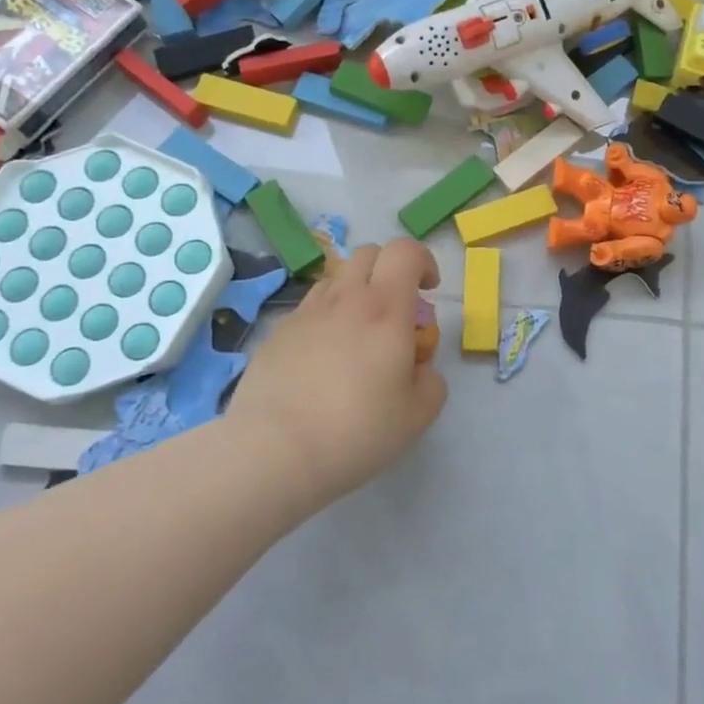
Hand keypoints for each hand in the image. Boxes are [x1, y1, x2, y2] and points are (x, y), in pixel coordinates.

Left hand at [230, 239, 447, 507]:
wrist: (272, 452)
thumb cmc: (356, 431)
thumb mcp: (418, 414)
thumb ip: (430, 380)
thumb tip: (417, 367)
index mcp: (386, 309)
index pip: (406, 251)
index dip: (423, 261)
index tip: (428, 291)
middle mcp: (345, 299)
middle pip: (369, 253)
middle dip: (390, 270)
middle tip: (396, 310)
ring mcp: (305, 313)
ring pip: (336, 279)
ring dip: (356, 293)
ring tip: (358, 335)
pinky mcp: (276, 334)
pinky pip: (309, 310)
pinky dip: (325, 320)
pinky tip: (322, 362)